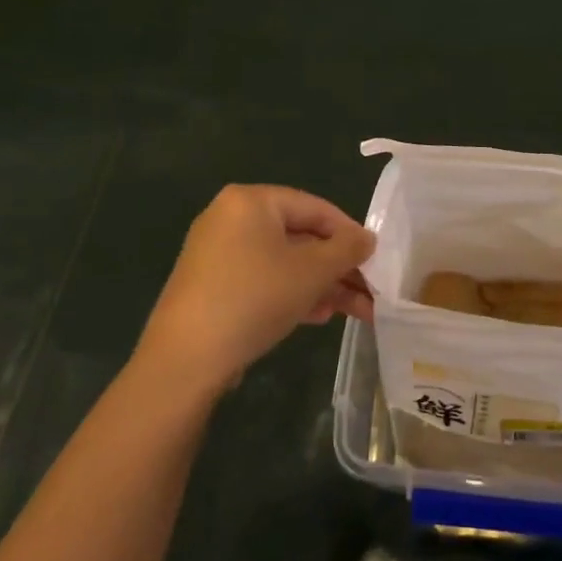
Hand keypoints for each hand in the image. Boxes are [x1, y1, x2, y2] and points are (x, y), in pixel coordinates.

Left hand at [136, 185, 374, 397]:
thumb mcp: (312, 271)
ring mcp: (217, 253)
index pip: (315, 207)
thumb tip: (368, 238)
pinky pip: (262, 279)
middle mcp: (231, 218)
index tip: (375, 259)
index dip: (350, 233)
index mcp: (251, 201)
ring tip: (352, 311)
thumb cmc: (255, 297)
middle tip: (369, 291)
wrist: (186, 359)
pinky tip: (317, 316)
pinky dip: (291, 293)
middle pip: (300, 236)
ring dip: (320, 285)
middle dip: (337, 267)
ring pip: (283, 262)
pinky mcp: (212, 285)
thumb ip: (347, 249)